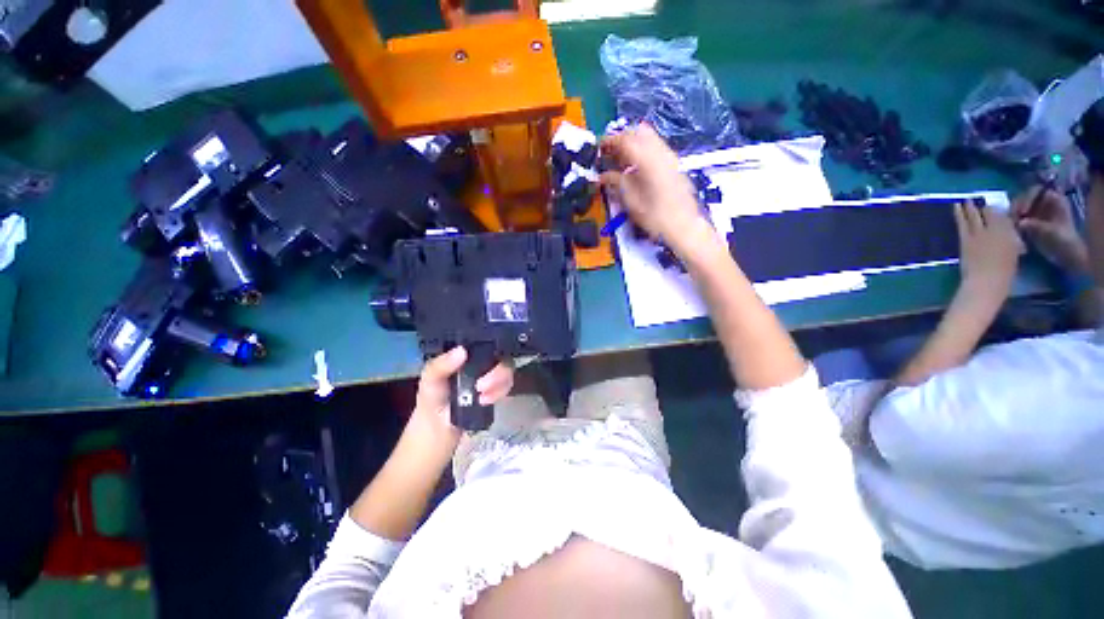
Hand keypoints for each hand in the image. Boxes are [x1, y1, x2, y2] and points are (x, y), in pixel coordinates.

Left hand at [409, 347, 514, 450]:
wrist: (438, 429)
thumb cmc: (432, 398)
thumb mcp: (430, 379)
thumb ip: (440, 365)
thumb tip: (462, 351)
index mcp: (465, 353)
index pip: (484, 340)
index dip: (491, 343)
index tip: (487, 356)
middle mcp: (481, 360)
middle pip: (501, 355)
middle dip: (498, 371)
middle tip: (481, 386)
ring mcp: (490, 374)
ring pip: (507, 369)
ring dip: (499, 382)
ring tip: (482, 397)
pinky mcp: (496, 389)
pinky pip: (507, 384)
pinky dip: (500, 392)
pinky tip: (486, 401)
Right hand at [599, 124, 703, 243]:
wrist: (684, 226)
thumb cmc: (656, 217)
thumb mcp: (631, 201)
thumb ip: (616, 183)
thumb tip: (603, 176)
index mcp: (647, 160)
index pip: (625, 140)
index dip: (609, 141)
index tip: (598, 147)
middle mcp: (661, 152)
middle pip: (639, 132)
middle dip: (621, 138)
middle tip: (609, 152)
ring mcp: (670, 156)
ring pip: (649, 137)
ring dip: (633, 142)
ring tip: (620, 159)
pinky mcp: (674, 164)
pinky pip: (656, 147)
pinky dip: (643, 149)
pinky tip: (635, 167)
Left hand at [955, 202, 1024, 304]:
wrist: (986, 281)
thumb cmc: (1003, 273)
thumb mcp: (1013, 253)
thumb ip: (1010, 240)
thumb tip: (1008, 233)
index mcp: (1011, 234)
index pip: (1006, 216)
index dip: (1000, 211)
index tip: (996, 206)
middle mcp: (997, 229)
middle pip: (991, 213)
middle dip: (985, 207)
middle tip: (979, 199)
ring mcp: (979, 233)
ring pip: (975, 215)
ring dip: (970, 206)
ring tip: (966, 198)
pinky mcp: (965, 238)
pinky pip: (962, 222)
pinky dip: (959, 213)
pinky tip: (956, 206)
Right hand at [1012, 186, 1089, 273]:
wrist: (1066, 255)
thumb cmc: (1063, 241)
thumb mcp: (1051, 232)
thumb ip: (1037, 226)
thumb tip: (1021, 223)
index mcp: (1054, 199)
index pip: (1036, 191)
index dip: (1027, 198)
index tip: (1021, 212)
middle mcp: (1044, 203)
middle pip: (1025, 198)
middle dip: (1017, 208)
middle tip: (1011, 219)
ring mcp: (1036, 213)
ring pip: (1019, 208)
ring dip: (1013, 216)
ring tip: (1010, 226)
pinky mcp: (1030, 223)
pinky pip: (1017, 218)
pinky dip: (1013, 223)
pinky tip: (1012, 230)